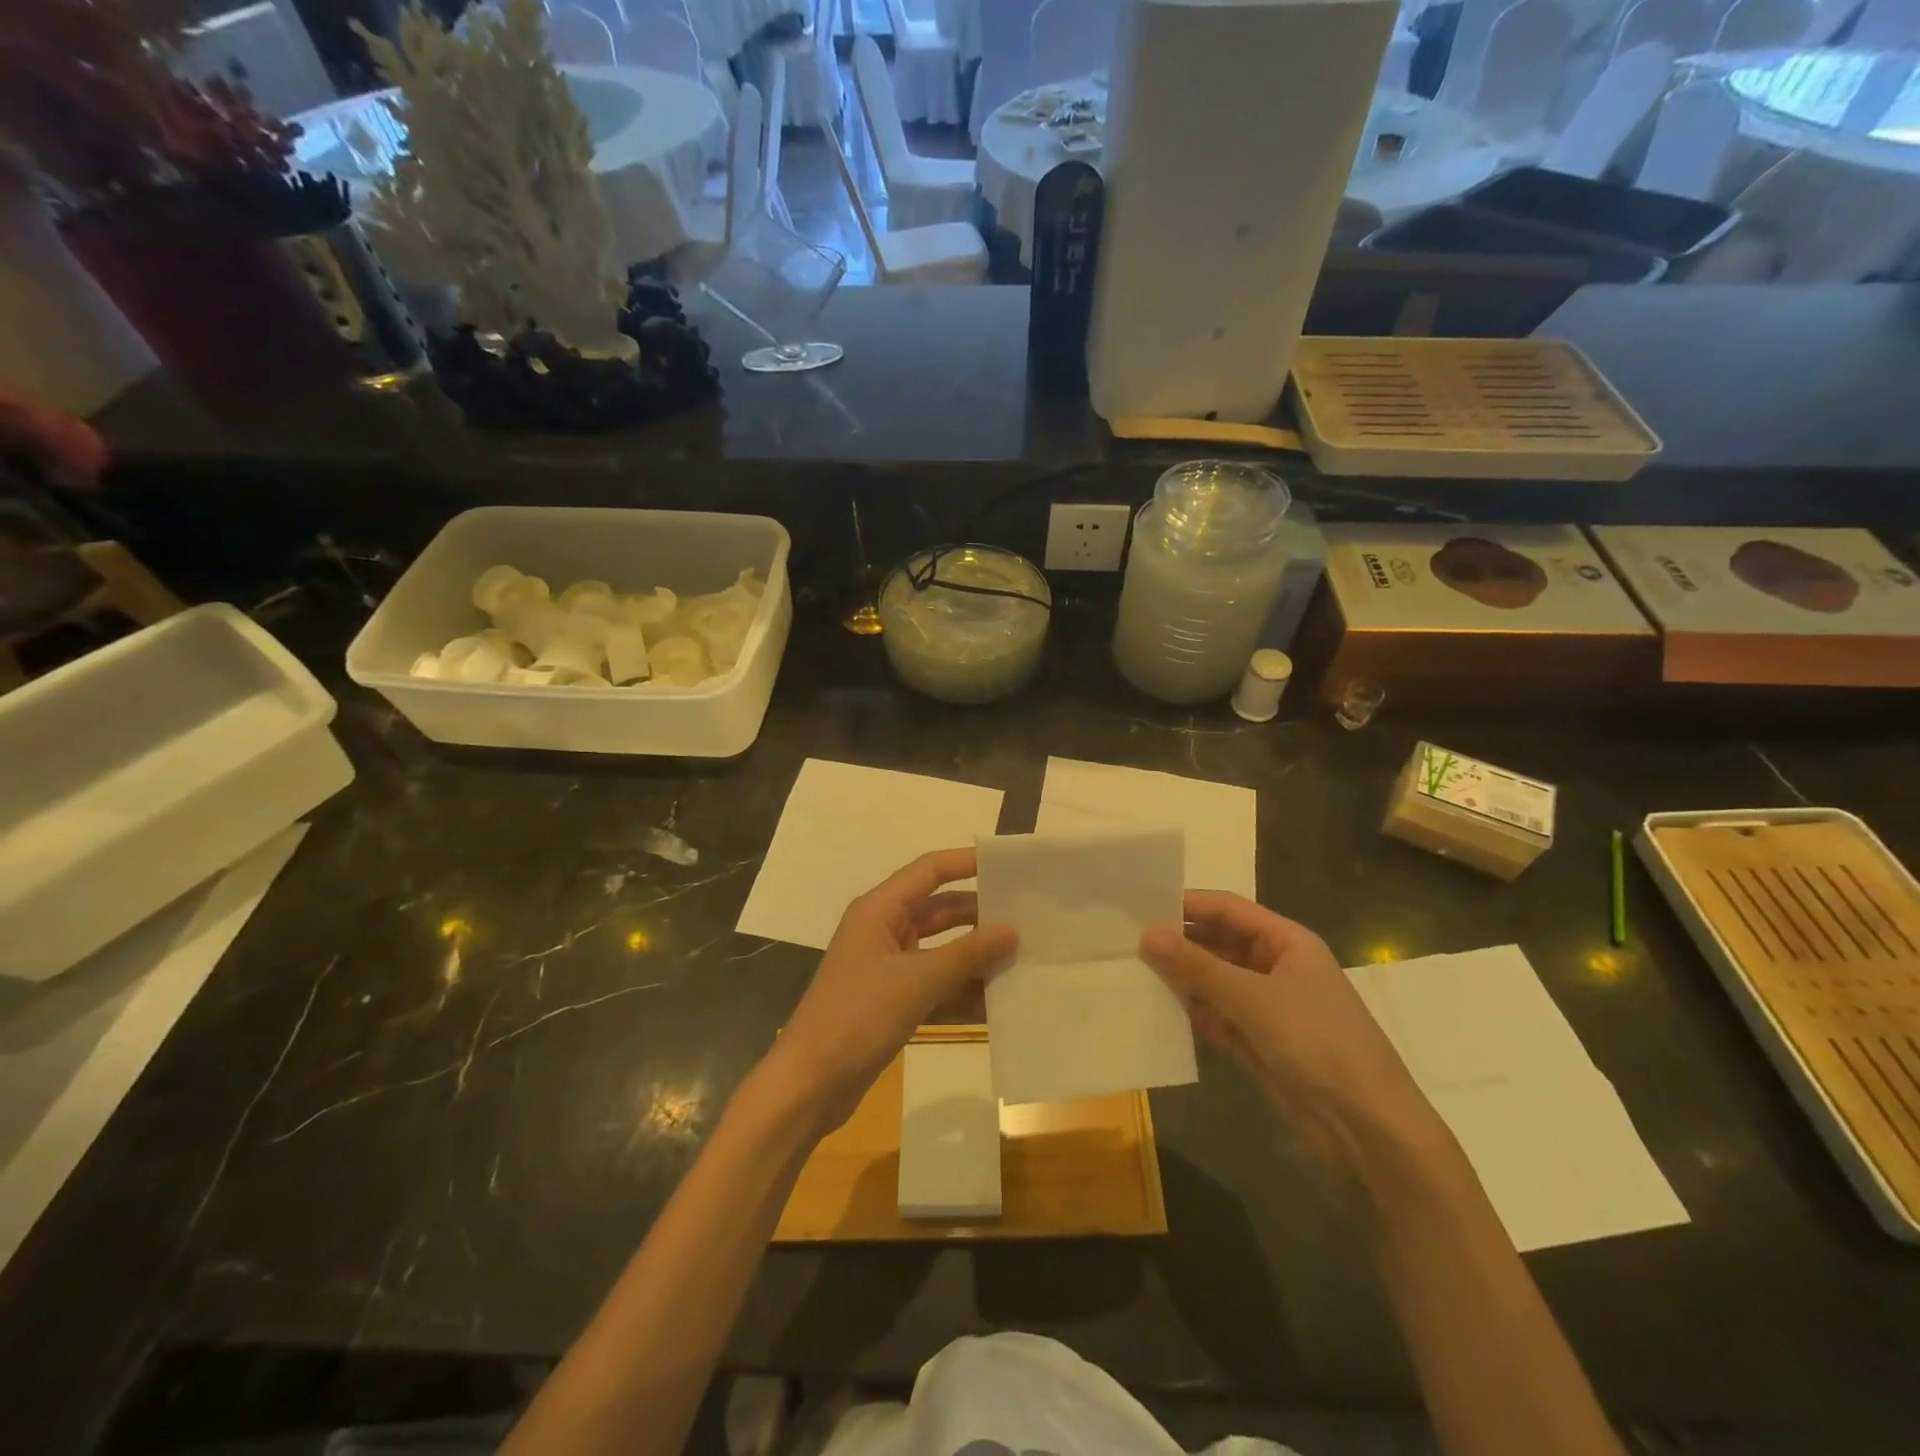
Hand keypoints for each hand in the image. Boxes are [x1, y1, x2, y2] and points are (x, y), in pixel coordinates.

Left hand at [762, 849, 1017, 1132]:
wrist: (810, 1084)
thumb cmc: (858, 1017)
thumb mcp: (917, 981)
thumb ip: (967, 954)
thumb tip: (1012, 930)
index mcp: (879, 910)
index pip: (929, 871)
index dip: (966, 863)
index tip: (1008, 865)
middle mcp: (883, 930)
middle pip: (939, 910)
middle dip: (979, 914)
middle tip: (1027, 917)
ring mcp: (887, 967)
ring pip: (940, 949)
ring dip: (975, 955)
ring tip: (1022, 956)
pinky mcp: (892, 999)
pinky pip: (935, 983)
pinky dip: (962, 989)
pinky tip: (998, 1001)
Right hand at [1141, 892, 1435, 1163]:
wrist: (1367, 1128)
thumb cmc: (1316, 1042)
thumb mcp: (1252, 997)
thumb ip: (1197, 965)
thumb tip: (1146, 934)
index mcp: (1287, 942)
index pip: (1228, 908)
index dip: (1186, 904)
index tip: (1140, 904)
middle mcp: (1275, 966)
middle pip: (1218, 942)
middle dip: (1178, 942)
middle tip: (1126, 940)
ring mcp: (1267, 1005)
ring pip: (1213, 980)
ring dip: (1180, 978)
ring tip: (1131, 971)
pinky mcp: (1257, 1041)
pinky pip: (1215, 1014)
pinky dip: (1191, 1012)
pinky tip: (1156, 1010)